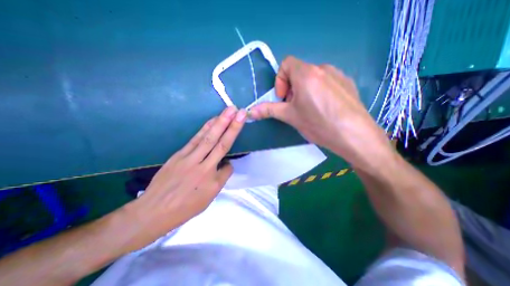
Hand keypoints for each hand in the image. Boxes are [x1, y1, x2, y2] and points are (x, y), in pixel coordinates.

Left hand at [131, 106, 246, 239]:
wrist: (154, 211)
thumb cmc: (186, 207)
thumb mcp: (209, 197)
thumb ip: (221, 177)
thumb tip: (226, 163)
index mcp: (211, 179)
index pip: (227, 158)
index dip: (234, 143)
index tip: (241, 124)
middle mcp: (201, 165)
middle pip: (218, 142)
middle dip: (230, 125)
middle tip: (238, 111)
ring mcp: (188, 158)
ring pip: (207, 137)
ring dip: (218, 122)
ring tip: (228, 111)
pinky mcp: (178, 154)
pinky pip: (195, 139)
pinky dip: (205, 129)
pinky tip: (211, 121)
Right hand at [250, 55, 390, 169]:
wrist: (354, 135)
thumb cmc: (318, 123)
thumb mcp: (290, 116)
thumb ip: (269, 110)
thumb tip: (249, 112)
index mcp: (306, 73)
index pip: (286, 63)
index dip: (280, 80)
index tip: (283, 98)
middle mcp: (323, 68)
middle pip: (299, 71)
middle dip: (291, 88)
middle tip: (294, 107)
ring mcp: (338, 75)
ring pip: (313, 77)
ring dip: (305, 90)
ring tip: (309, 109)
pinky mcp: (347, 83)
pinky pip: (327, 82)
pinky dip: (319, 91)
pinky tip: (324, 108)